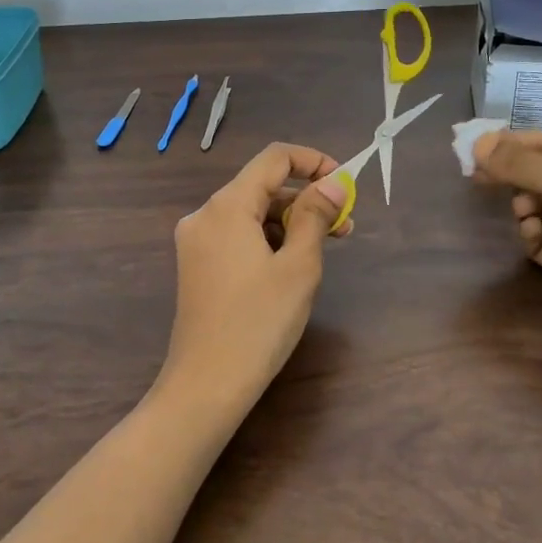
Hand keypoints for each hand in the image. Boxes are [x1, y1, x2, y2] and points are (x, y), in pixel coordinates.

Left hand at [156, 143, 351, 416]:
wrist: (206, 384)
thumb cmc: (259, 323)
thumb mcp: (298, 266)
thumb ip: (316, 216)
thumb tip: (334, 182)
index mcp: (226, 205)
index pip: (274, 158)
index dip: (313, 161)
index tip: (345, 184)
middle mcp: (204, 214)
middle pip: (262, 187)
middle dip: (306, 200)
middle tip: (346, 228)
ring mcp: (195, 241)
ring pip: (250, 214)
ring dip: (289, 223)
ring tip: (324, 250)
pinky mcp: (196, 265)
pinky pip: (237, 236)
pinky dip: (267, 240)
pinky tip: (290, 266)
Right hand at [473, 131, 541, 353]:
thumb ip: (525, 165)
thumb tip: (479, 146)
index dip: (514, 144)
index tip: (476, 148)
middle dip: (514, 175)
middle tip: (478, 178)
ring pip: (538, 206)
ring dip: (524, 206)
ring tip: (523, 214)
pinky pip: (541, 238)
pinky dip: (530, 234)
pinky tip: (531, 236)